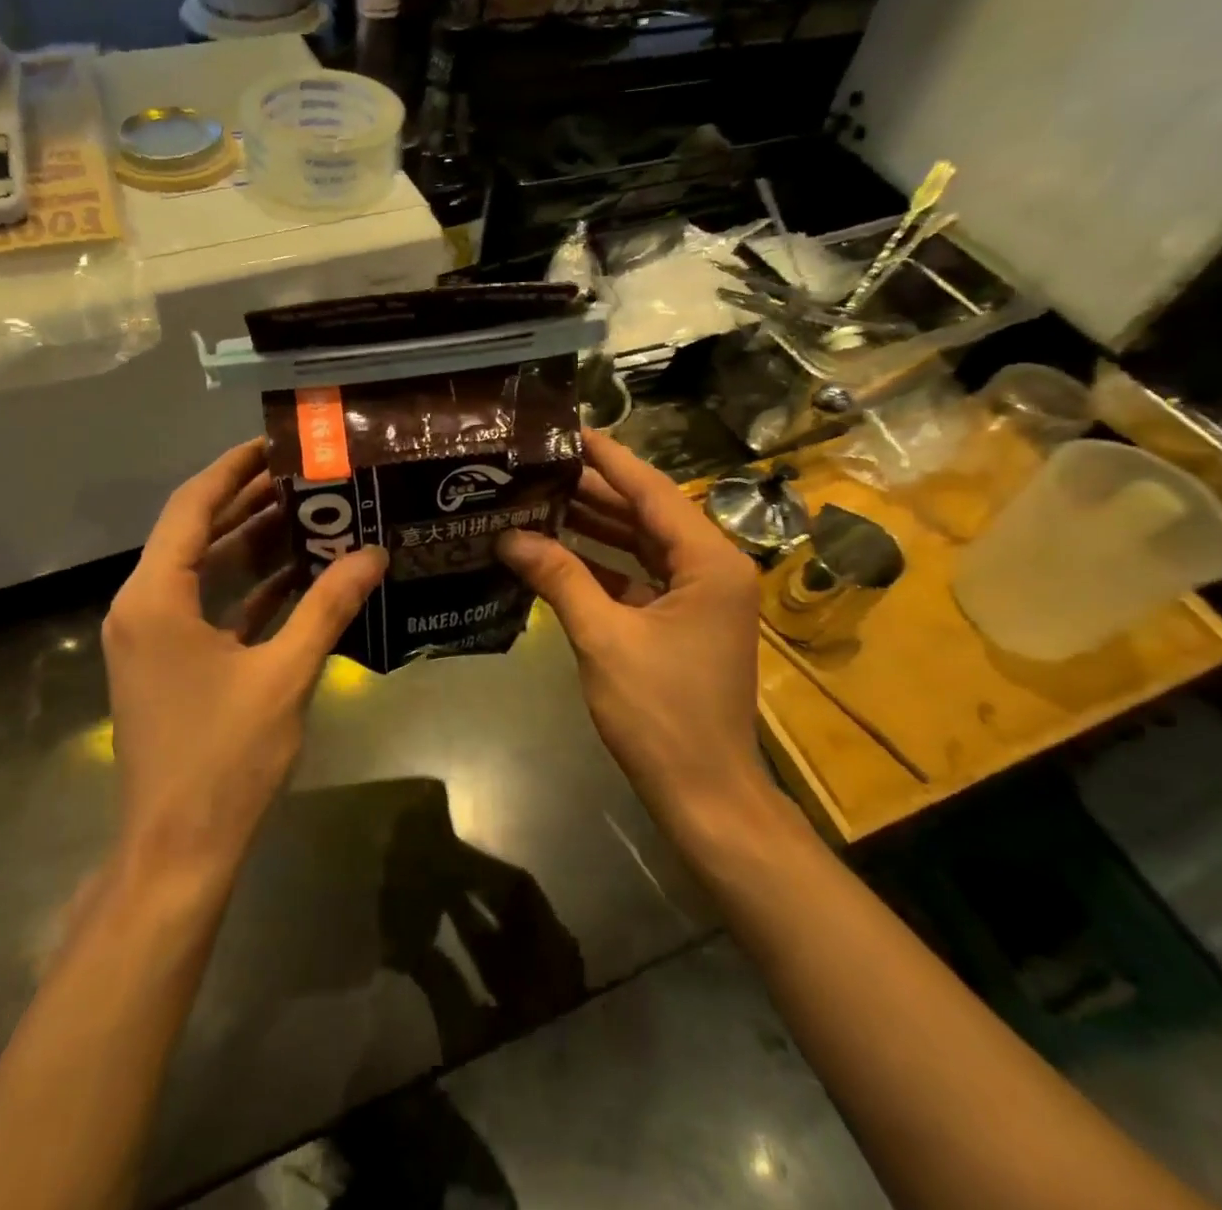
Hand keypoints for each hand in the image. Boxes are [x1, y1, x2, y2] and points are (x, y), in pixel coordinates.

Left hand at [103, 439, 387, 878]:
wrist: (178, 849)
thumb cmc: (223, 757)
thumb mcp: (283, 674)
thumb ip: (328, 607)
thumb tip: (373, 553)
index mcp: (156, 598)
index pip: (191, 508)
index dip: (232, 469)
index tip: (275, 443)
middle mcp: (144, 607)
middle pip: (197, 533)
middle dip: (250, 502)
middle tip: (306, 476)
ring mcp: (155, 638)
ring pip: (205, 571)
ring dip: (253, 545)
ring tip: (311, 515)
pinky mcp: (171, 664)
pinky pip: (210, 607)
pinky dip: (248, 589)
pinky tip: (297, 576)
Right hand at [498, 431, 770, 855]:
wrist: (704, 793)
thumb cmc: (660, 712)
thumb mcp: (604, 638)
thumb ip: (559, 578)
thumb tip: (509, 537)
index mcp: (709, 561)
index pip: (652, 491)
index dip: (609, 459)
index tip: (569, 430)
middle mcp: (712, 568)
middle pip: (646, 514)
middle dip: (594, 491)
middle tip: (539, 465)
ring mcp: (699, 597)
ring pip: (641, 546)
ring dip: (594, 527)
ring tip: (540, 498)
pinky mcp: (681, 622)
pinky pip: (638, 578)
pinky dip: (601, 565)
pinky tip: (557, 552)